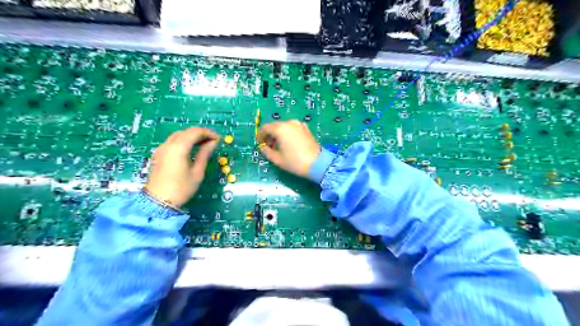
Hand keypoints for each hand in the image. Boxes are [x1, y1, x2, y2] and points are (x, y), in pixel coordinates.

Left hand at [145, 125, 218, 205]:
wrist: (158, 202)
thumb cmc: (181, 188)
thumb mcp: (197, 172)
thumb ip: (204, 154)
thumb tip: (213, 142)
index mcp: (178, 148)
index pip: (195, 132)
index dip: (208, 133)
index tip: (218, 139)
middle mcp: (168, 144)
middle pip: (186, 131)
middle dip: (200, 133)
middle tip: (212, 142)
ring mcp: (161, 149)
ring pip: (178, 135)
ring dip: (191, 136)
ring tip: (204, 144)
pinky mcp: (158, 154)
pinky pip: (172, 141)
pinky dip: (183, 141)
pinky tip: (191, 149)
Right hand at [258, 118, 321, 176]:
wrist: (317, 164)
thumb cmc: (295, 162)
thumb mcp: (277, 159)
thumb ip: (267, 151)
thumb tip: (263, 147)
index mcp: (280, 128)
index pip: (265, 128)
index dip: (260, 136)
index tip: (260, 144)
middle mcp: (289, 123)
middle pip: (275, 126)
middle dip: (270, 135)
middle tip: (269, 147)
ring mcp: (299, 125)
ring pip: (284, 127)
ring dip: (278, 134)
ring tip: (278, 147)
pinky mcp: (306, 129)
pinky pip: (292, 128)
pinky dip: (287, 134)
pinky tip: (288, 144)